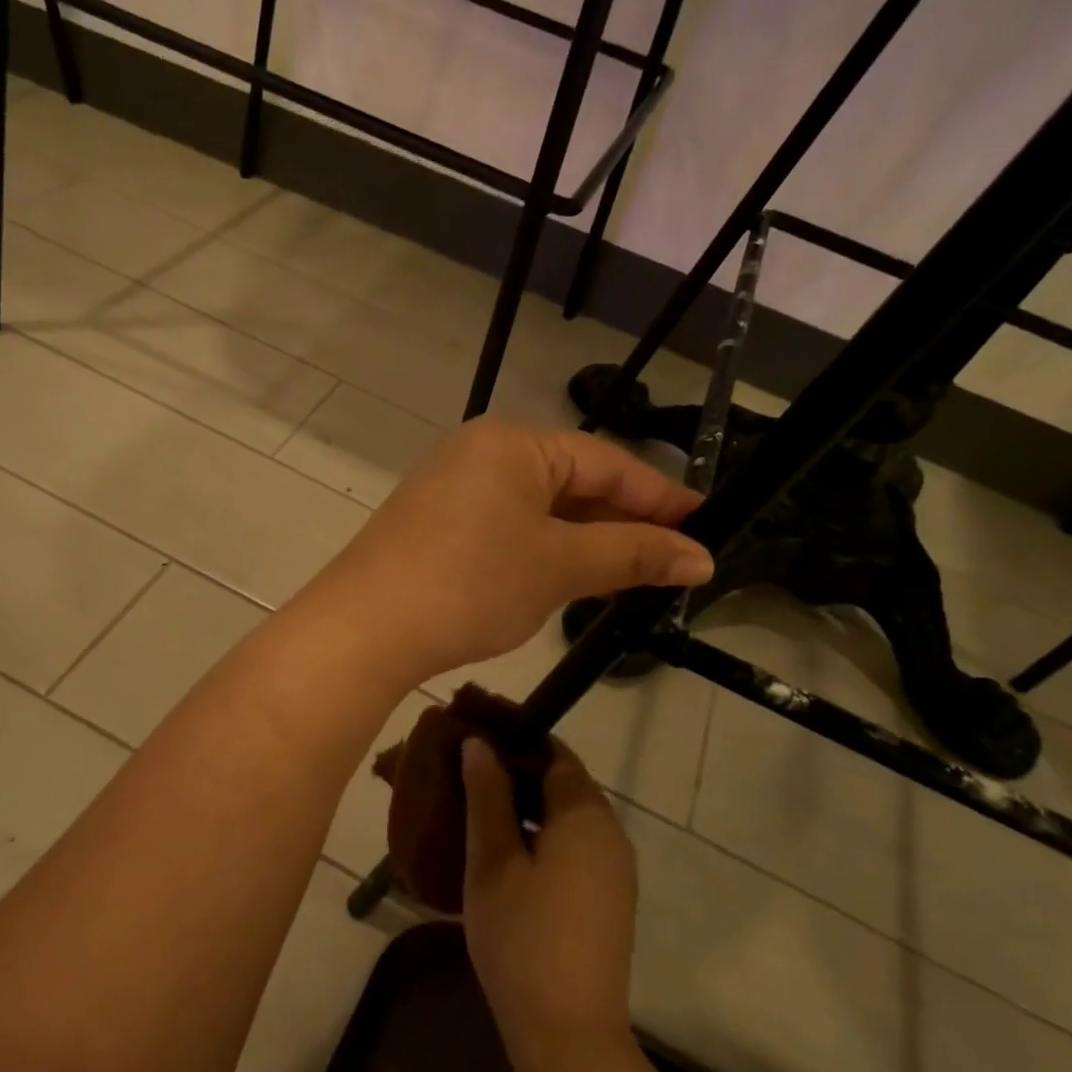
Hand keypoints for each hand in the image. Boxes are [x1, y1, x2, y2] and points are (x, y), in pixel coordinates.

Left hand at [303, 420, 711, 684]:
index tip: (705, 526)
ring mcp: (451, 488)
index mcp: (512, 443)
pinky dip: (542, 550)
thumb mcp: (560, 566)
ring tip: (629, 576)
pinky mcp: (433, 524)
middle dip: (621, 523)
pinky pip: (506, 527)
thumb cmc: (471, 583)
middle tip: (671, 561)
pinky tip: (565, 579)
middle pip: (571, 482)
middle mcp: (479, 452)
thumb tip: (701, 557)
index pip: (606, 463)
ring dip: (583, 541)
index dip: (661, 497)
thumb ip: (633, 555)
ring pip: (538, 509)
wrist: (365, 628)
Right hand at [460, 736, 637, 1071]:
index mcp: (586, 815)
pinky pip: (573, 847)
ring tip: (475, 811)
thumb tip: (481, 743)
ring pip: (566, 818)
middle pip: (562, 783)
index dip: (514, 738)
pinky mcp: (608, 900)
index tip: (474, 736)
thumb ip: (487, 795)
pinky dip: (540, 837)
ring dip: (525, 807)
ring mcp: (613, 870)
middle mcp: (610, 834)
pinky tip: (502, 854)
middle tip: (465, 775)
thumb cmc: (522, 938)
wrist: (569, 1037)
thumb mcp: (493, 861)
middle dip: (515, 772)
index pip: (554, 752)